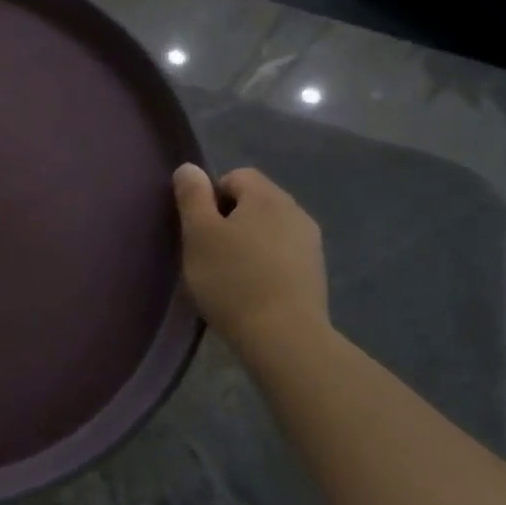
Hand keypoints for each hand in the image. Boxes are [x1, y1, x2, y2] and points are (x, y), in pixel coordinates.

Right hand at [172, 165, 329, 346]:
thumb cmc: (232, 279)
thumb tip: (190, 168)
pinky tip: (250, 289)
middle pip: (254, 202)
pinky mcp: (315, 272)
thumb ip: (192, 196)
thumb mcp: (198, 234)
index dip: (210, 197)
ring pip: (268, 229)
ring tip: (228, 273)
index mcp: (267, 196)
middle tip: (207, 252)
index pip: (235, 176)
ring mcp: (310, 243)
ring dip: (247, 242)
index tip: (198, 229)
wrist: (283, 336)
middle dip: (228, 220)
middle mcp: (295, 211)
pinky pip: (281, 254)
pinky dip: (264, 263)